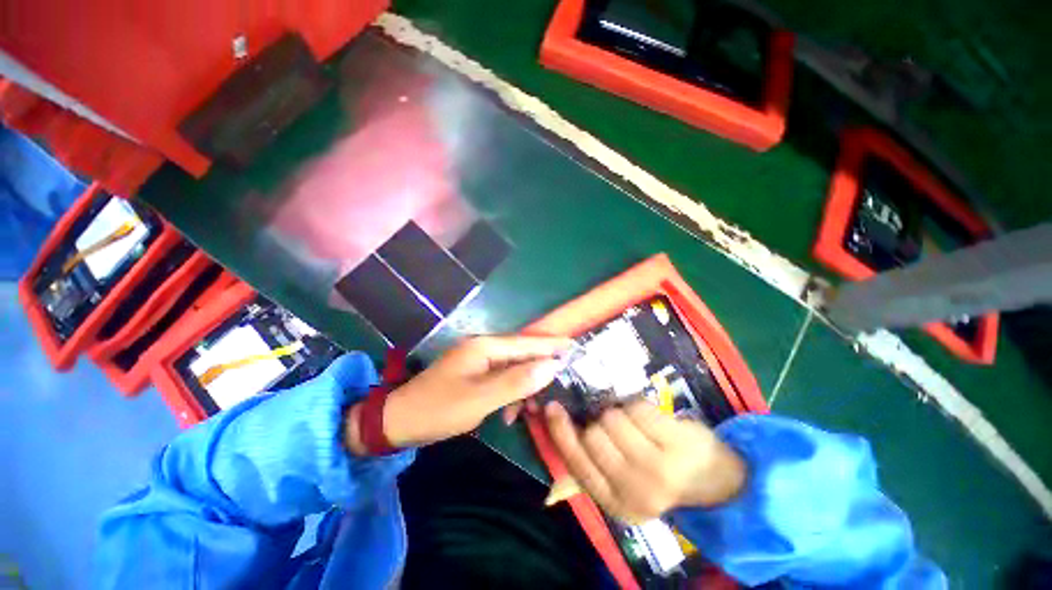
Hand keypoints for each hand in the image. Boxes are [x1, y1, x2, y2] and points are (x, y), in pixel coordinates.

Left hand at [346, 335, 571, 452]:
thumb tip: (552, 366)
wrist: (398, 422)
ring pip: (512, 368)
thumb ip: (517, 382)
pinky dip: (509, 393)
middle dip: (540, 369)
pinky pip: (500, 379)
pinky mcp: (474, 373)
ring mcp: (477, 360)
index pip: (526, 342)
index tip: (576, 346)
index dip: (552, 345)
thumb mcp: (480, 399)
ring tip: (531, 409)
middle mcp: (483, 348)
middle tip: (560, 385)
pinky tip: (509, 413)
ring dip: (523, 387)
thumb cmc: (439, 409)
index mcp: (485, 347)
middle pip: (521, 354)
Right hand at [545, 399, 745, 522]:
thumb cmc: (661, 477)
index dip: (561, 433)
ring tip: (636, 425)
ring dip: (620, 413)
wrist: (718, 482)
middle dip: (600, 422)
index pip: (576, 464)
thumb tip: (549, 493)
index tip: (553, 408)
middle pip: (593, 435)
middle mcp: (634, 491)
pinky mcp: (677, 445)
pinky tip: (651, 420)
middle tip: (615, 425)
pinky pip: (637, 409)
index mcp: (616, 503)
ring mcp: (658, 469)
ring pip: (613, 418)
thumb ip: (588, 481)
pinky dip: (639, 407)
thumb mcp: (623, 487)